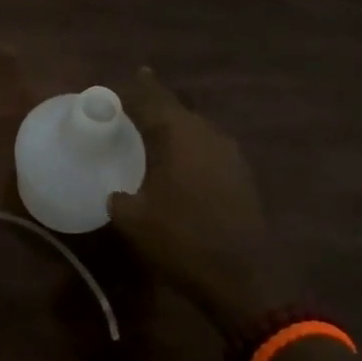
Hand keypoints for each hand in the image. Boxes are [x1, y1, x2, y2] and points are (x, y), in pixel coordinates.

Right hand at [108, 69, 303, 336]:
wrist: (246, 279)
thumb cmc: (183, 239)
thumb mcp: (134, 220)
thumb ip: (118, 199)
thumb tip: (115, 194)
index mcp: (179, 133)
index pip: (153, 97)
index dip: (136, 87)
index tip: (122, 81)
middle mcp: (208, 134)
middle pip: (177, 109)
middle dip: (155, 106)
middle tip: (132, 108)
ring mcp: (231, 156)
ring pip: (196, 130)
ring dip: (175, 130)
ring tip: (152, 137)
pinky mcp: (242, 178)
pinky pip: (208, 151)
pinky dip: (189, 151)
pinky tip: (178, 167)